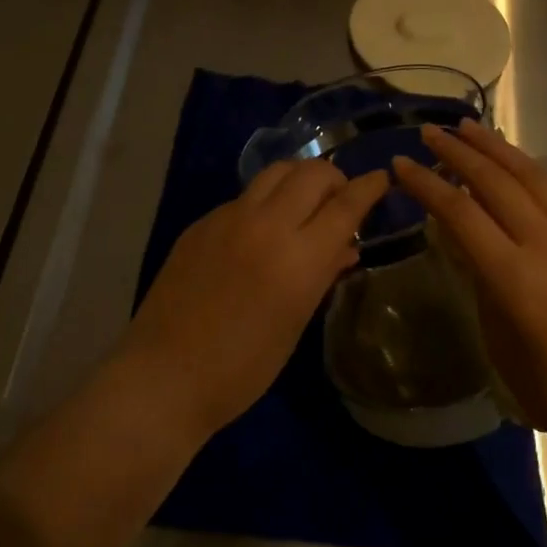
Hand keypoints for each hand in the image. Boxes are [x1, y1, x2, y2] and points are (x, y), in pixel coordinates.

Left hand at [121, 159, 387, 441]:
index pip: (345, 205)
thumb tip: (347, 247)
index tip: (381, 178)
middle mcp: (267, 224)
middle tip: (339, 200)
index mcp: (298, 257)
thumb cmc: (241, 367)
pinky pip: (245, 196)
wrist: (165, 374)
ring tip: (304, 203)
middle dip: (334, 178)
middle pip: (312, 173)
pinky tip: (261, 231)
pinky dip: (265, 201)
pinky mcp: (203, 221)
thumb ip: (323, 276)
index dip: (368, 188)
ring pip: (276, 172)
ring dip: (300, 178)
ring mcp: (229, 217)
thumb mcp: (294, 324)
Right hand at [393, 121, 546, 463]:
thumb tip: (471, 252)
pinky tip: (517, 167)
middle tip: (430, 132)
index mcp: (515, 277)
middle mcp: (546, 244)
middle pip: (493, 181)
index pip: (459, 213)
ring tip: (469, 127)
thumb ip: (484, 290)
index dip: (426, 184)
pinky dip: (528, 171)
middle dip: (457, 152)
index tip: (400, 164)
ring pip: (530, 175)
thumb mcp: (503, 348)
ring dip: (495, 147)